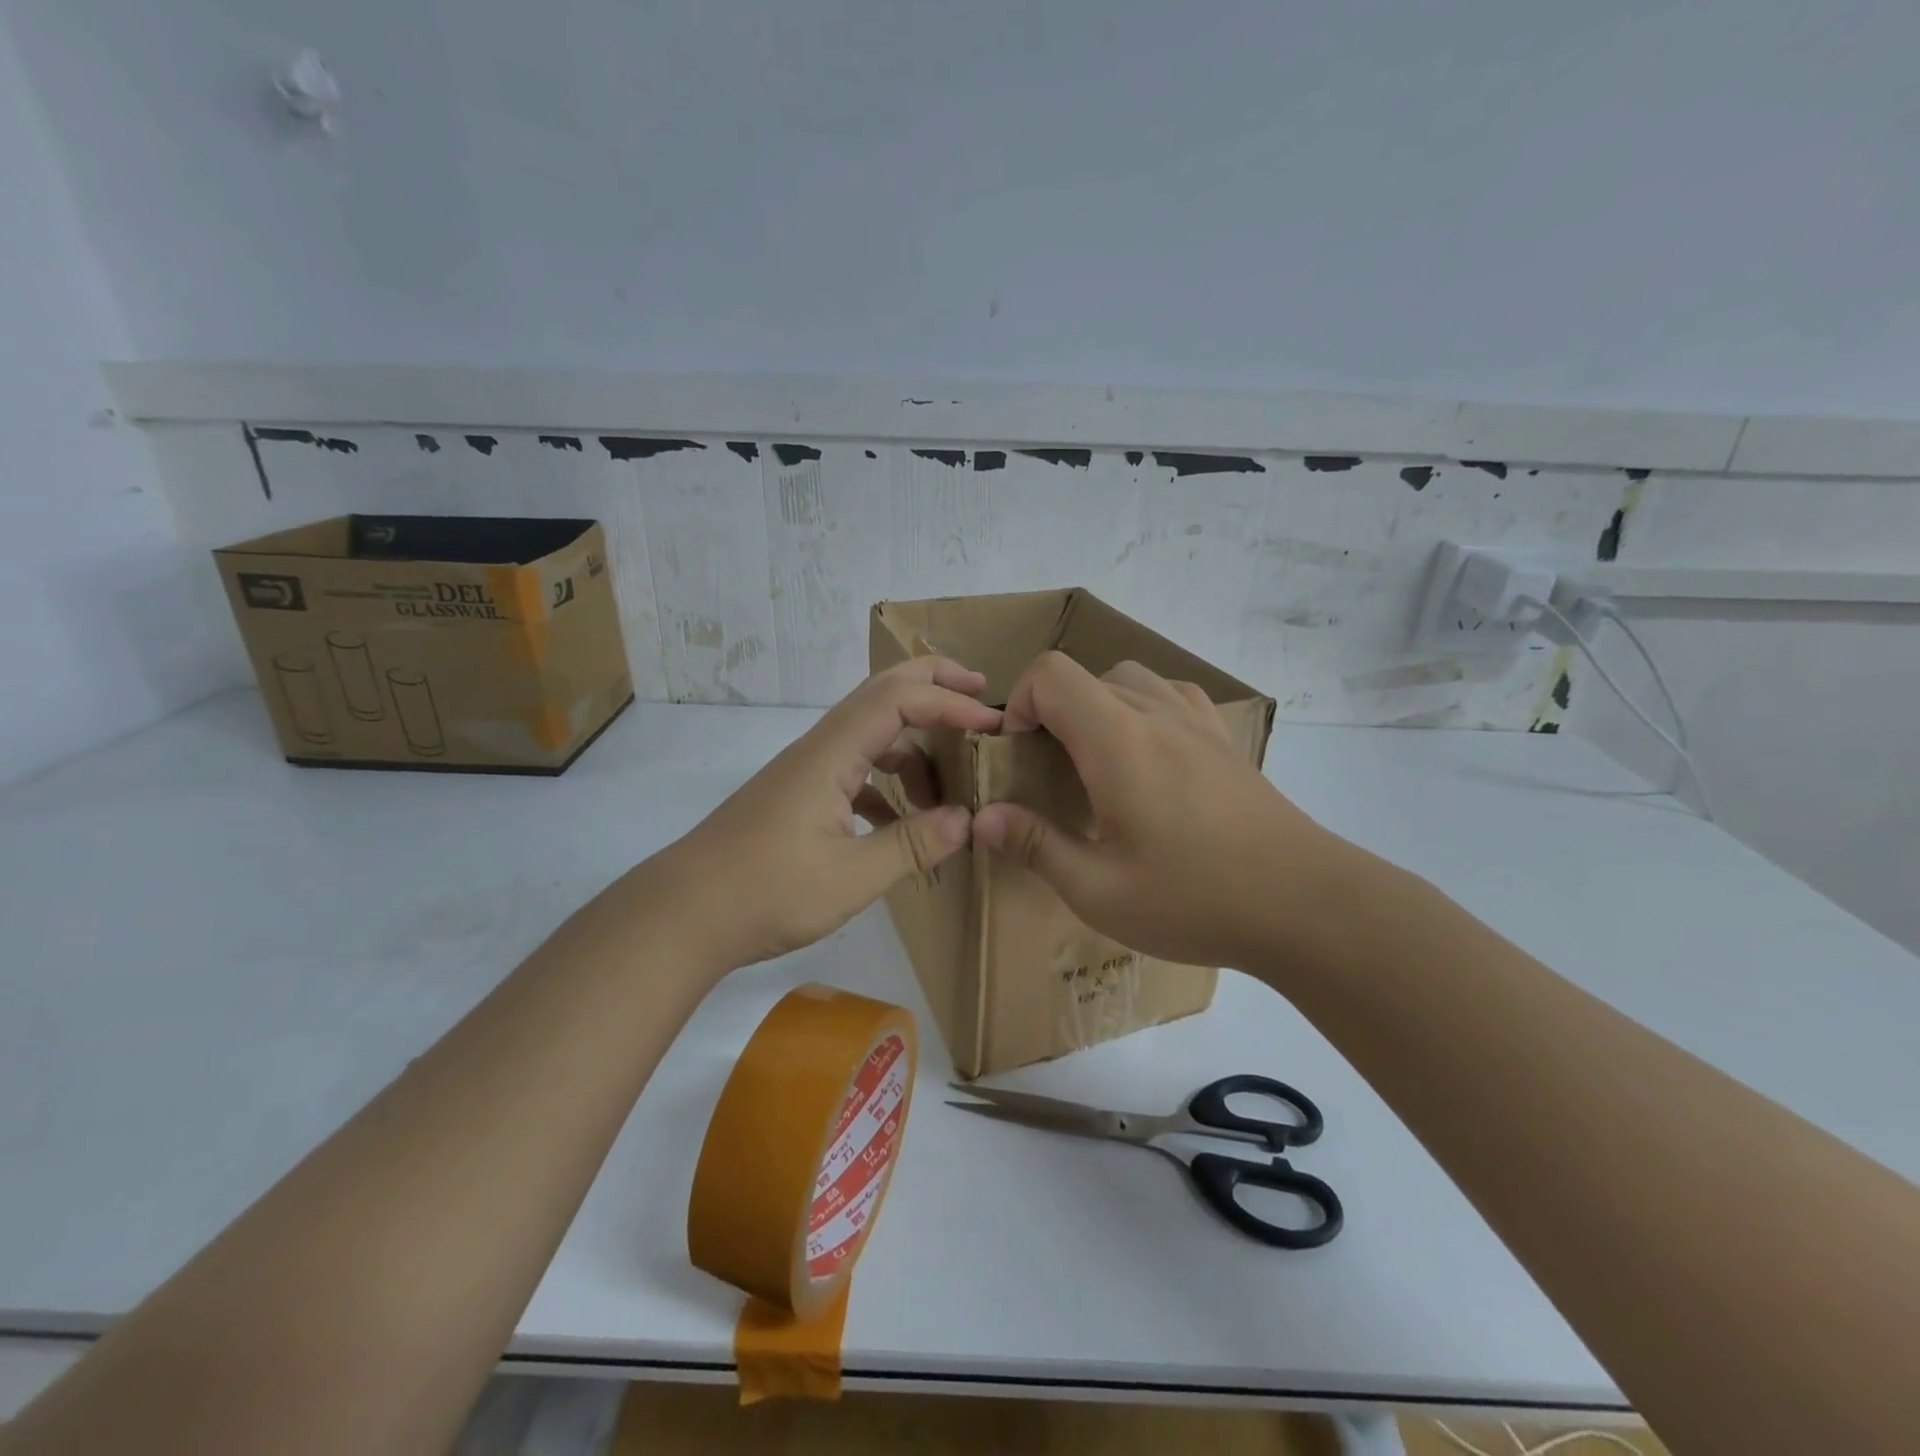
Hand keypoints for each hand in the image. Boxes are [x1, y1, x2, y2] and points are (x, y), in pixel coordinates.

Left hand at [649, 657, 1000, 968]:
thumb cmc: (765, 893)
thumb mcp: (851, 877)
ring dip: (913, 745)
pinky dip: (888, 782)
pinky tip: (902, 821)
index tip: (991, 725)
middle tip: (979, 695)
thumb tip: (966, 820)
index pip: (899, 700)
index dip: (949, 704)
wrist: (682, 915)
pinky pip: (855, 769)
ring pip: (870, 733)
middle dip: (932, 685)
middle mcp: (819, 749)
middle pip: (880, 692)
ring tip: (949, 785)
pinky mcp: (799, 796)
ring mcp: (806, 771)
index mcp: (831, 754)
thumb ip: (912, 845)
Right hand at [971, 653, 1359, 973]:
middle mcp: (1156, 714)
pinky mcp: (1226, 740)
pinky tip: (1149, 758)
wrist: (1307, 904)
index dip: (1020, 703)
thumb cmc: (1196, 899)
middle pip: (1086, 675)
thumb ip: (1035, 846)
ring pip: (1130, 679)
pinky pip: (1172, 695)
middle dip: (1052, 711)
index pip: (1051, 674)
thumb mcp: (1099, 891)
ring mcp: (1198, 722)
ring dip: (1097, 706)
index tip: (1018, 755)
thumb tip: (984, 817)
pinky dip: (1143, 709)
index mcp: (1117, 741)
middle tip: (1050, 771)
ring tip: (1096, 762)